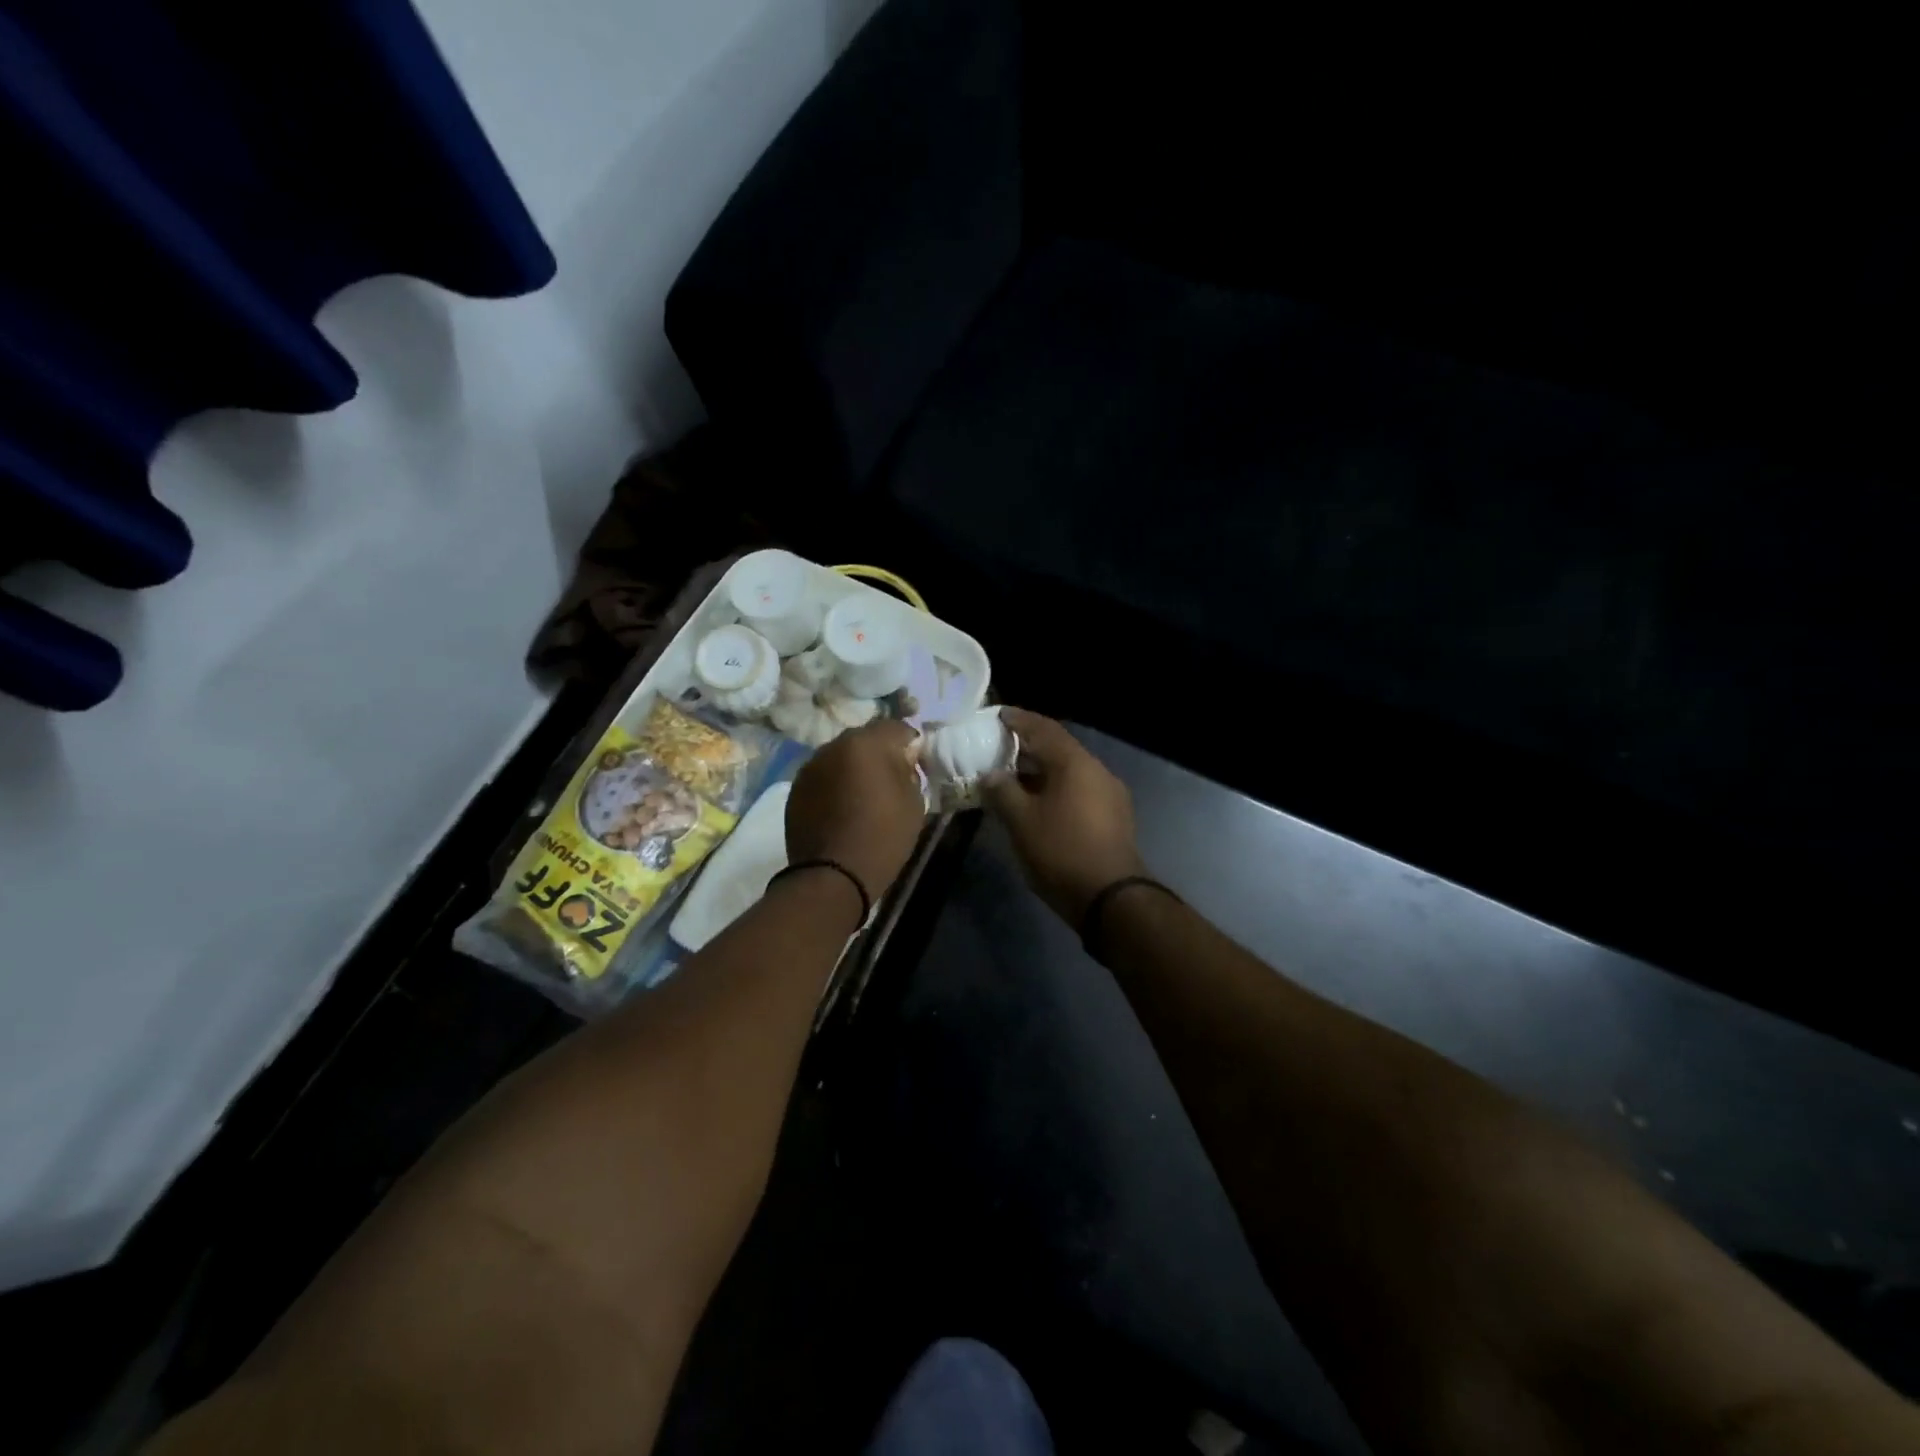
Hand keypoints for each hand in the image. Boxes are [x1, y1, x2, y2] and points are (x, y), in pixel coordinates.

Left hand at [785, 718, 925, 908]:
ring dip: (852, 769)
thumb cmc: (883, 837)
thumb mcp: (914, 803)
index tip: (916, 765)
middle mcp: (833, 746)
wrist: (833, 875)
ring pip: (839, 757)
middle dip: (878, 753)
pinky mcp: (795, 789)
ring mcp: (810, 767)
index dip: (910, 744)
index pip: (896, 728)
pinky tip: (841, 809)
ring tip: (863, 796)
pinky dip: (834, 785)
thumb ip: (909, 772)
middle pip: (864, 739)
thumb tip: (902, 761)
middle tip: (890, 779)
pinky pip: (823, 777)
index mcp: (866, 743)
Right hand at [983, 709, 1146, 924]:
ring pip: (1069, 770)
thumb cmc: (1061, 851)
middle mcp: (1096, 770)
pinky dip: (1055, 787)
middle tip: (999, 746)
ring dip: (1041, 769)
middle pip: (1058, 747)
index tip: (997, 715)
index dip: (1018, 720)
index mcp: (1074, 763)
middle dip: (1028, 745)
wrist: (1111, 898)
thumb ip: (1002, 791)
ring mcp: (1109, 793)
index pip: (1043, 728)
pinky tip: (1037, 801)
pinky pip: (1078, 789)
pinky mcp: (1113, 816)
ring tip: (1012, 775)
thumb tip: (991, 774)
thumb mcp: (1021, 821)